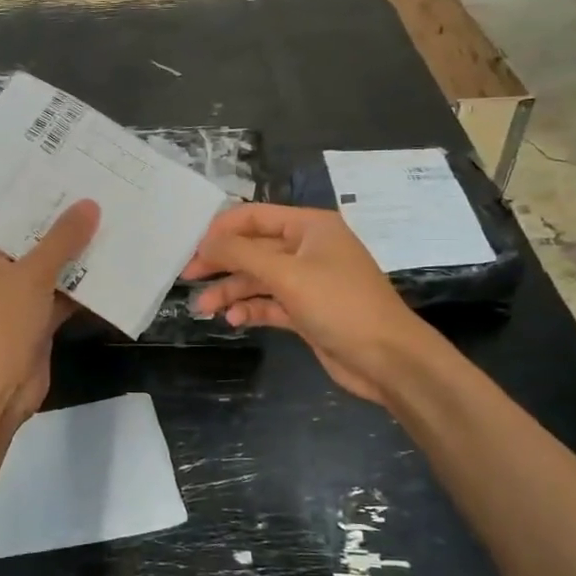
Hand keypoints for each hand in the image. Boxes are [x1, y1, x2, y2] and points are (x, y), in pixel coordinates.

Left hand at [0, 200, 100, 428]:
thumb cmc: (1, 323)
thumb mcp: (33, 274)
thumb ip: (63, 239)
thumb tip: (91, 204)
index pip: (10, 216)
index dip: (41, 198)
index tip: (75, 177)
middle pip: (33, 242)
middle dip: (66, 228)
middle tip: (104, 196)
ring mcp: (14, 298)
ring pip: (51, 270)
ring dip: (79, 258)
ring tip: (116, 225)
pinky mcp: (34, 321)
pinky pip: (61, 296)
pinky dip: (83, 288)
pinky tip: (115, 269)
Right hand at [184, 204, 422, 403]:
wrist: (388, 358)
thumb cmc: (340, 305)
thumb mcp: (287, 274)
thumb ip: (241, 255)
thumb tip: (205, 243)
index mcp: (309, 227)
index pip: (255, 216)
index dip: (221, 229)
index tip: (191, 248)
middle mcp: (307, 249)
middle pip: (253, 248)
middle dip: (221, 262)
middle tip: (187, 277)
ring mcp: (307, 282)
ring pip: (258, 279)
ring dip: (231, 291)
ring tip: (203, 308)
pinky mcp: (306, 311)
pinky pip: (270, 303)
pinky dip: (251, 309)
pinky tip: (234, 320)